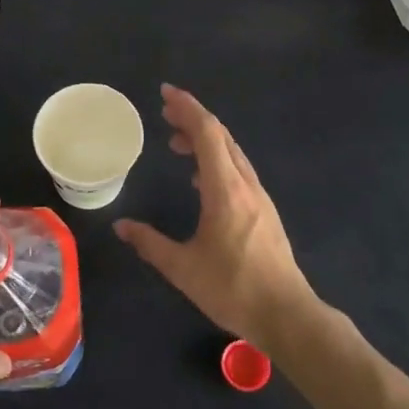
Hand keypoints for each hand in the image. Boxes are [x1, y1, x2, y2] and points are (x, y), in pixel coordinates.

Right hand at [115, 84, 317, 349]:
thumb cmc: (233, 289)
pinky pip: (238, 171)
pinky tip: (201, 179)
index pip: (207, 134)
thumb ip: (149, 243)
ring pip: (232, 153)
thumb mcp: (182, 268)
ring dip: (205, 140)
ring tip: (176, 143)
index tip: (166, 94)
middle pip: (221, 137)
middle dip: (193, 119)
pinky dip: (216, 160)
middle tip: (165, 113)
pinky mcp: (264, 212)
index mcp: (225, 190)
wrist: (287, 315)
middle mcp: (245, 185)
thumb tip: (121, 226)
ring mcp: (259, 198)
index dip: (187, 108)